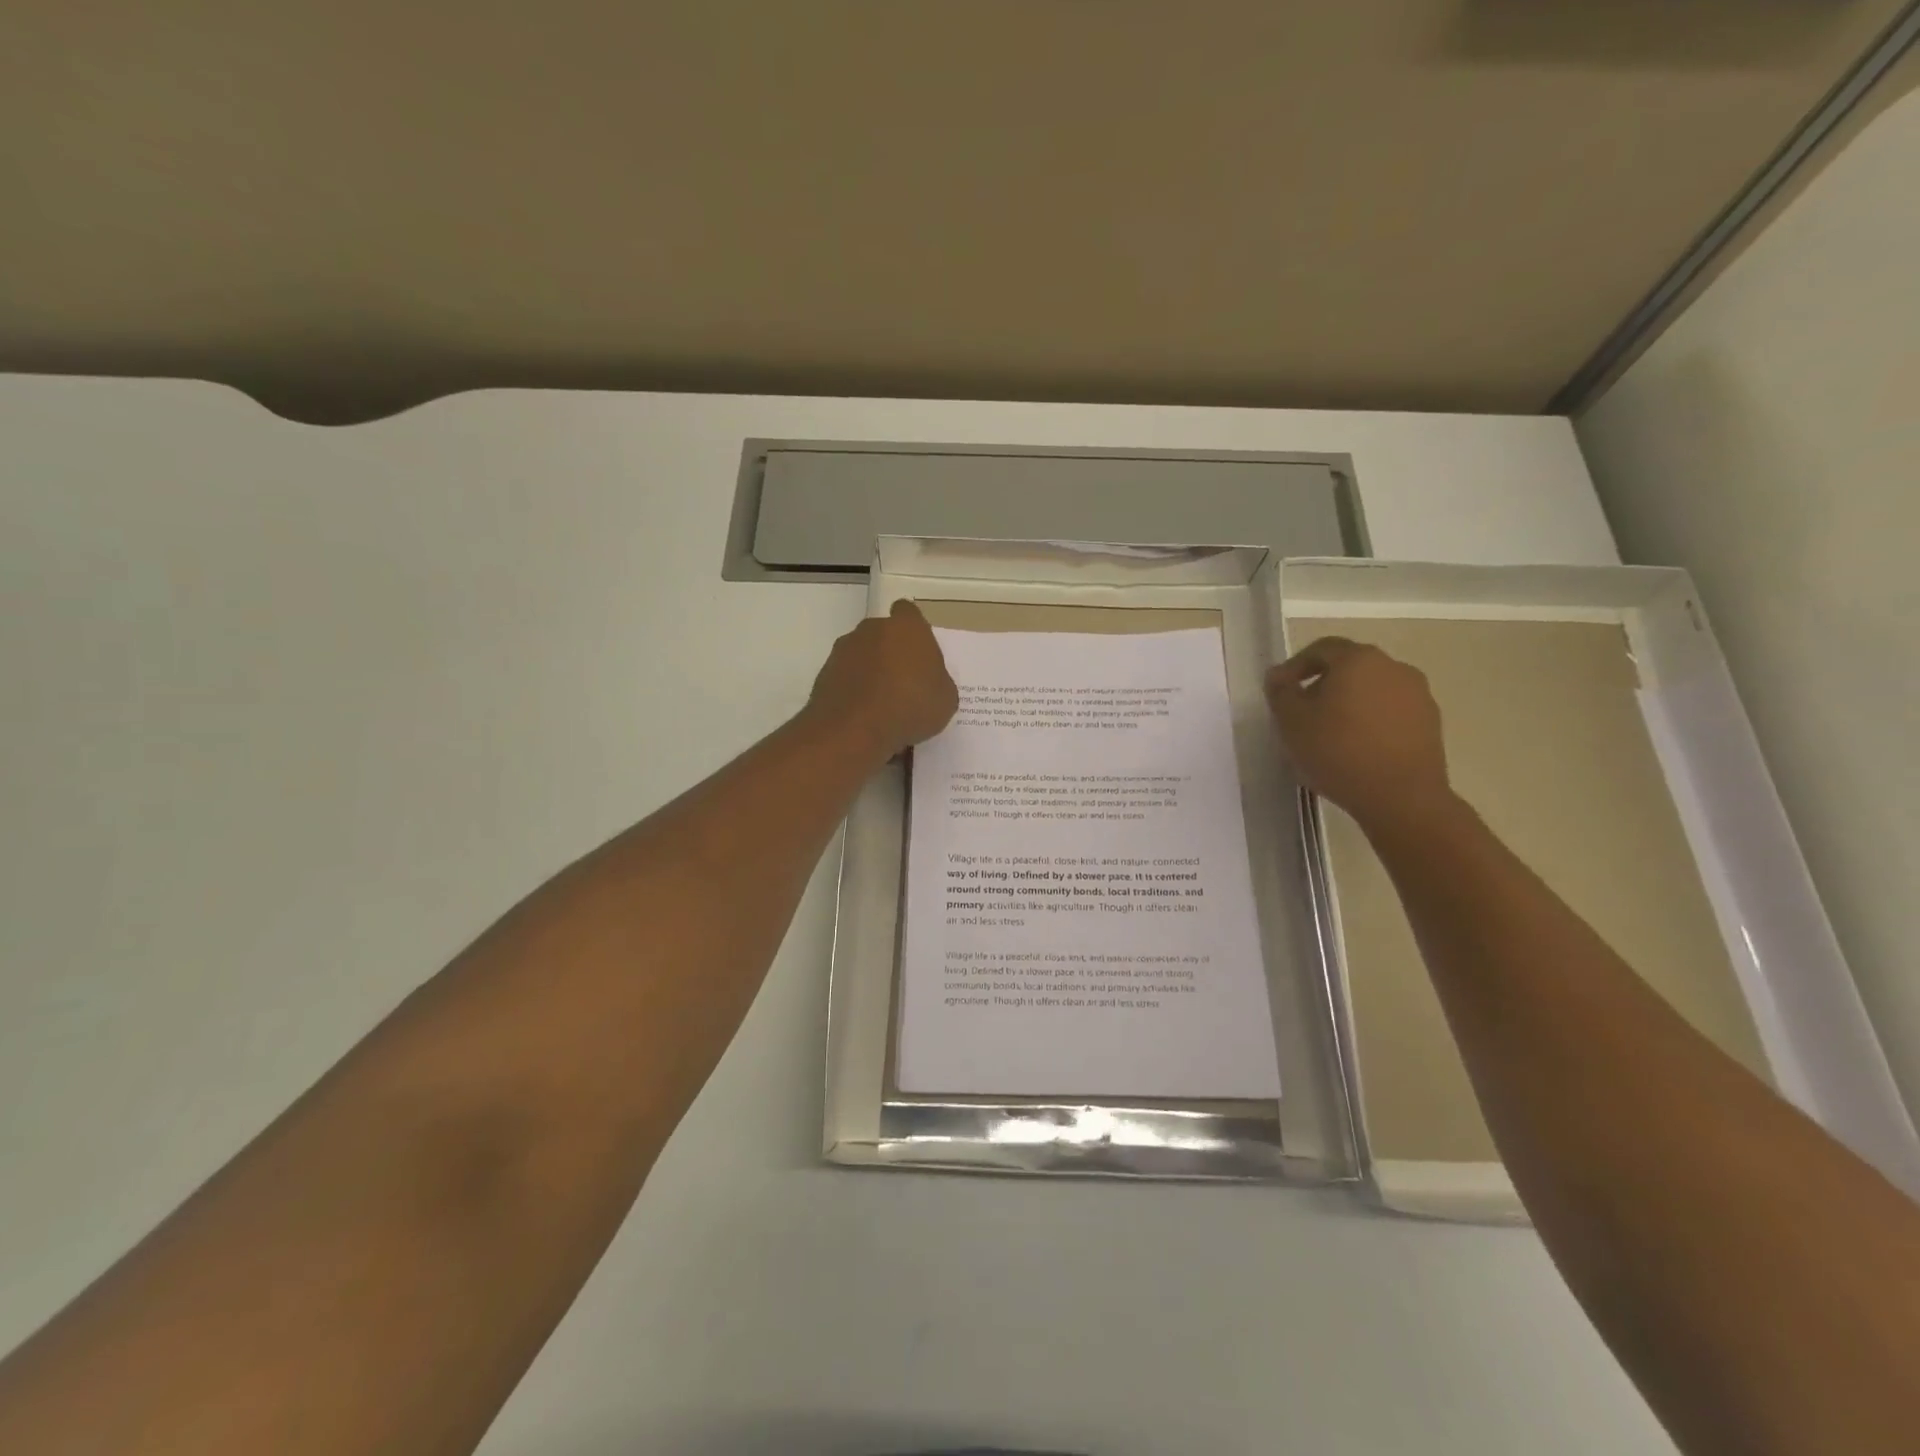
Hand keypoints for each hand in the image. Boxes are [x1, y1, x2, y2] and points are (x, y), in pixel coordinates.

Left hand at [805, 599, 958, 760]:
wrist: (854, 730)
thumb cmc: (910, 707)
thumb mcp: (945, 699)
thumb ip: (937, 680)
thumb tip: (928, 681)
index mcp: (907, 627)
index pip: (908, 612)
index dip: (913, 630)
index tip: (918, 652)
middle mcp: (872, 629)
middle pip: (883, 634)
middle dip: (891, 652)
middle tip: (903, 682)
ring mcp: (844, 650)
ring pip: (861, 655)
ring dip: (870, 671)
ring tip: (881, 704)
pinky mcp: (824, 673)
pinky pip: (845, 677)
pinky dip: (853, 690)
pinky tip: (863, 716)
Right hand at [1264, 636, 1453, 831]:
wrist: (1402, 797)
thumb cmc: (1338, 751)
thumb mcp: (1292, 721)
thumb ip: (1280, 692)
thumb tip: (1279, 676)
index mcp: (1358, 659)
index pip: (1321, 648)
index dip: (1296, 666)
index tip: (1280, 690)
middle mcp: (1394, 667)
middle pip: (1350, 667)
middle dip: (1323, 685)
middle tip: (1303, 713)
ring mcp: (1418, 694)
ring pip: (1372, 689)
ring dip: (1349, 703)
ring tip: (1331, 734)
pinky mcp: (1431, 722)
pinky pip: (1391, 711)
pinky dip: (1372, 721)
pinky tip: (1358, 748)